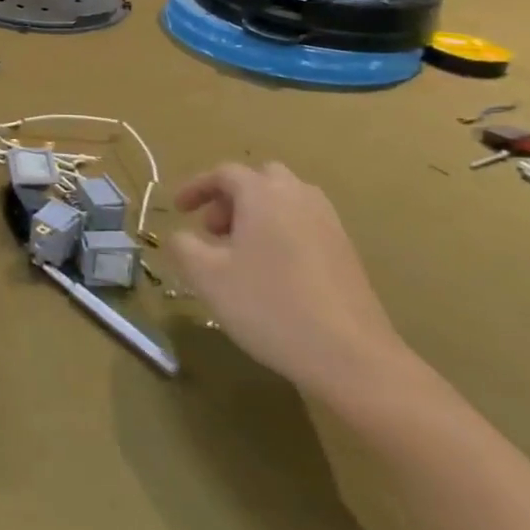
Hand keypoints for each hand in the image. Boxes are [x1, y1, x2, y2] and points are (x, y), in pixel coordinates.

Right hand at [166, 162, 414, 405]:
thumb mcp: (207, 277)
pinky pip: (304, 225)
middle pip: (260, 179)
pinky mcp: (346, 252)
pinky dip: (280, 232)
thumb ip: (183, 246)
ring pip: (286, 201)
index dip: (196, 187)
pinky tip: (271, 272)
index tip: (178, 210)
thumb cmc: (269, 306)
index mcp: (263, 194)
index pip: (224, 173)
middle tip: (213, 230)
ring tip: (240, 252)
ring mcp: (329, 224)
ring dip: (257, 214)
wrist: (351, 356)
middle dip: (231, 197)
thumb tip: (180, 235)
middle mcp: (299, 197)